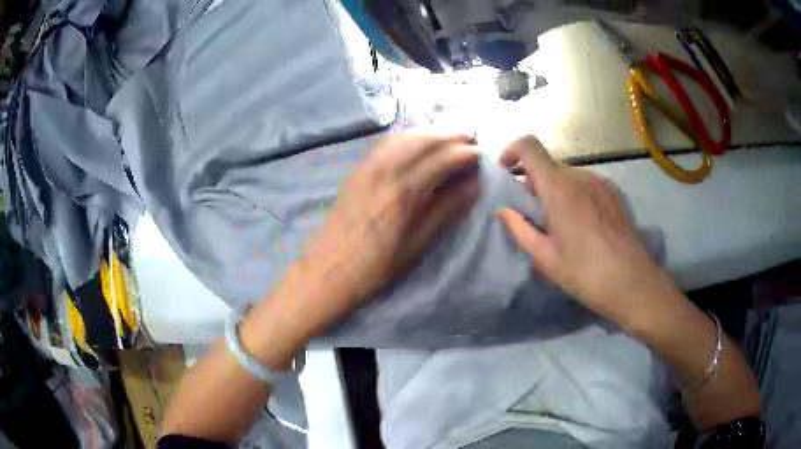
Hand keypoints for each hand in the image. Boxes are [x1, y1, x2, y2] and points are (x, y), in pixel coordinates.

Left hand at [298, 133, 479, 320]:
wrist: (328, 270)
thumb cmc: (377, 266)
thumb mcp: (418, 244)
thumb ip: (447, 209)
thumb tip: (473, 184)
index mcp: (404, 191)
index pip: (442, 158)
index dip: (465, 153)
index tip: (481, 155)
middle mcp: (385, 170)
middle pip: (424, 140)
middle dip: (451, 136)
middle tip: (471, 140)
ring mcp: (368, 166)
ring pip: (405, 137)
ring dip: (430, 133)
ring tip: (450, 138)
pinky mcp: (357, 169)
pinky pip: (386, 143)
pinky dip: (407, 138)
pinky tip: (417, 143)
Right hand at [496, 136, 680, 329]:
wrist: (634, 282)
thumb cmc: (586, 273)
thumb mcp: (546, 258)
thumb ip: (520, 229)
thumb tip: (502, 210)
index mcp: (558, 187)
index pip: (528, 146)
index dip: (511, 151)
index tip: (506, 174)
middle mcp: (579, 175)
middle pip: (547, 164)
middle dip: (532, 182)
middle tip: (532, 214)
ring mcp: (600, 182)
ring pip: (567, 175)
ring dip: (554, 190)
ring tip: (559, 224)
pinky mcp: (613, 192)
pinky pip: (585, 184)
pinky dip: (574, 194)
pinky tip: (582, 225)